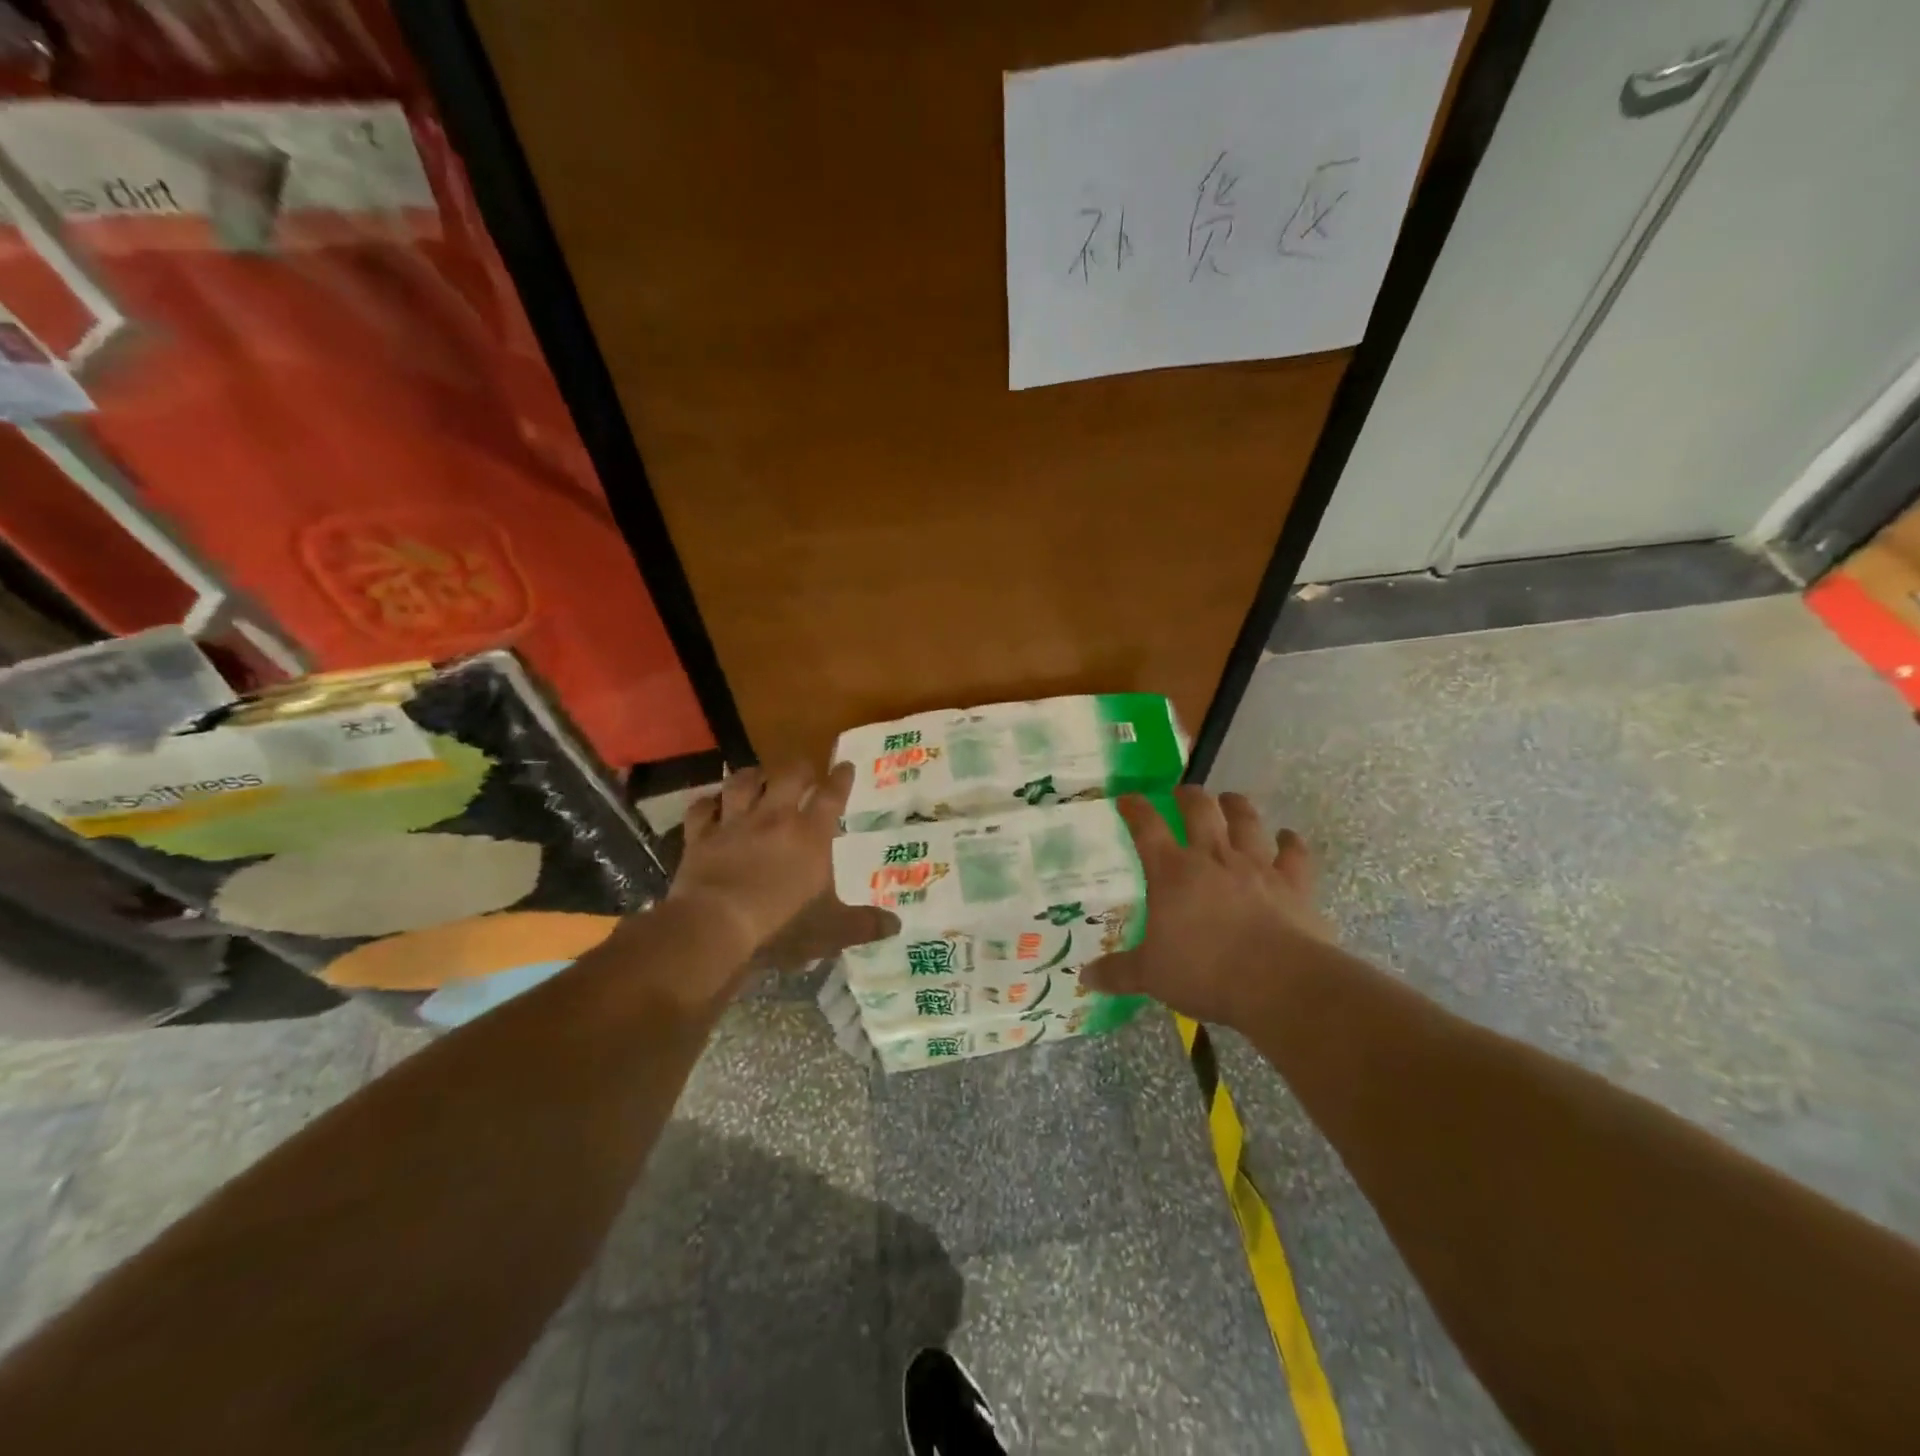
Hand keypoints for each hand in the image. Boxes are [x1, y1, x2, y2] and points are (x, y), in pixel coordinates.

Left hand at [670, 762, 895, 966]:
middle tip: (805, 771)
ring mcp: (734, 823)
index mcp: (811, 834)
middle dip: (800, 768)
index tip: (846, 766)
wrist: (716, 924)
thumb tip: (896, 926)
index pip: (831, 795)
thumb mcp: (831, 930)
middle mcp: (774, 818)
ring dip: (753, 775)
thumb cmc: (782, 925)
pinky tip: (713, 804)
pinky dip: (708, 804)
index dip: (841, 779)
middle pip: (789, 776)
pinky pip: (702, 809)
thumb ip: (863, 925)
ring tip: (759, 775)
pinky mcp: (700, 837)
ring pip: (743, 782)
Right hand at [1081, 786, 1331, 1029]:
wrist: (1278, 982)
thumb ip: (1118, 973)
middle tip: (1182, 793)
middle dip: (1188, 796)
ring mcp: (1256, 866)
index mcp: (1173, 873)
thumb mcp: (1151, 976)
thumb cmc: (1204, 973)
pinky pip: (1294, 853)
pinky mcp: (1293, 883)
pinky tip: (1288, 836)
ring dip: (1236, 806)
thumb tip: (1083, 978)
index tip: (1127, 798)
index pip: (1147, 828)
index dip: (1135, 809)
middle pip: (1199, 811)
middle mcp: (1213, 858)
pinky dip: (1291, 841)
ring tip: (1230, 799)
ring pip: (1245, 822)